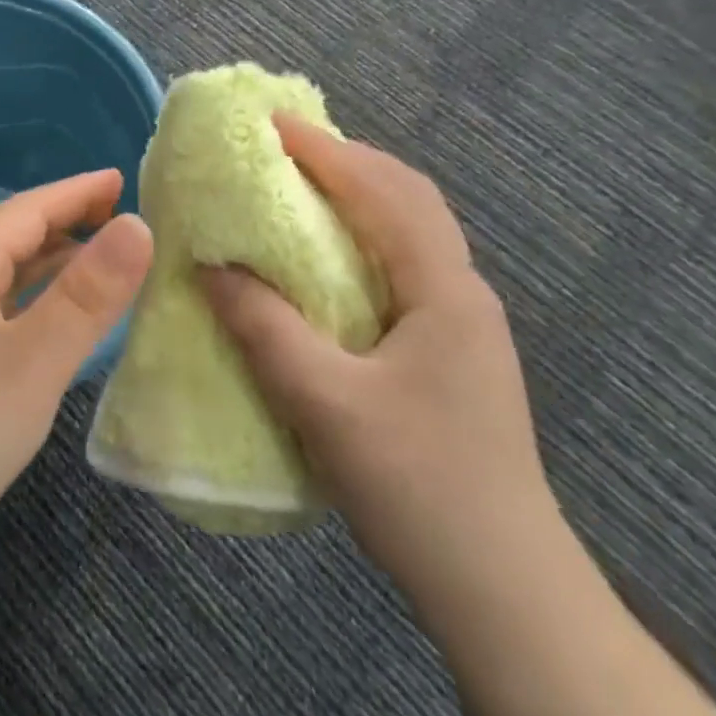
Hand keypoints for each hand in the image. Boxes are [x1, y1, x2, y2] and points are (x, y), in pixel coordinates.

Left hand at [0, 170, 153, 573]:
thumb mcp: (33, 361)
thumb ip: (87, 295)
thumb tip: (138, 226)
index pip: (26, 210)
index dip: (74, 192)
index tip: (121, 179)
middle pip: (11, 239)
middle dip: (65, 221)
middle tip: (119, 218)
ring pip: (4, 278)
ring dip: (50, 262)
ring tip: (99, 263)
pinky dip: (35, 303)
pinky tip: (56, 328)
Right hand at [202, 115, 555, 611]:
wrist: (504, 590)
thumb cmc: (417, 486)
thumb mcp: (324, 403)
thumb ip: (265, 327)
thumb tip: (212, 265)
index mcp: (444, 290)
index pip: (385, 193)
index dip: (326, 152)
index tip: (272, 125)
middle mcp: (462, 292)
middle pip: (409, 198)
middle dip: (348, 162)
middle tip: (285, 151)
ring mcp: (463, 323)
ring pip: (411, 231)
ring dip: (360, 196)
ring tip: (302, 189)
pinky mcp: (452, 351)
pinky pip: (404, 266)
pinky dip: (365, 237)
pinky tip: (329, 261)